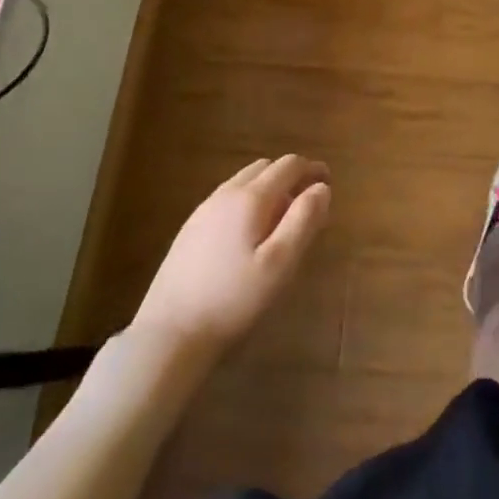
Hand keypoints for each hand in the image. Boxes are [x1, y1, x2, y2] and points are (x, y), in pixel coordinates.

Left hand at [128, 155, 330, 359]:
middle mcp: (226, 193)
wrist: (169, 332)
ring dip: (268, 188)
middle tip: (307, 206)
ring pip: (244, 182)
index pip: (288, 165)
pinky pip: (228, 199)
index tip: (328, 182)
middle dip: (290, 177)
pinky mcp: (190, 229)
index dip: (312, 169)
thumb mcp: (280, 264)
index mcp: (251, 197)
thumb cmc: (233, 299)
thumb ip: (304, 221)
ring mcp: (204, 210)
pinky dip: (248, 202)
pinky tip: (249, 235)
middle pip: (265, 167)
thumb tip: (321, 188)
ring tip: (281, 222)